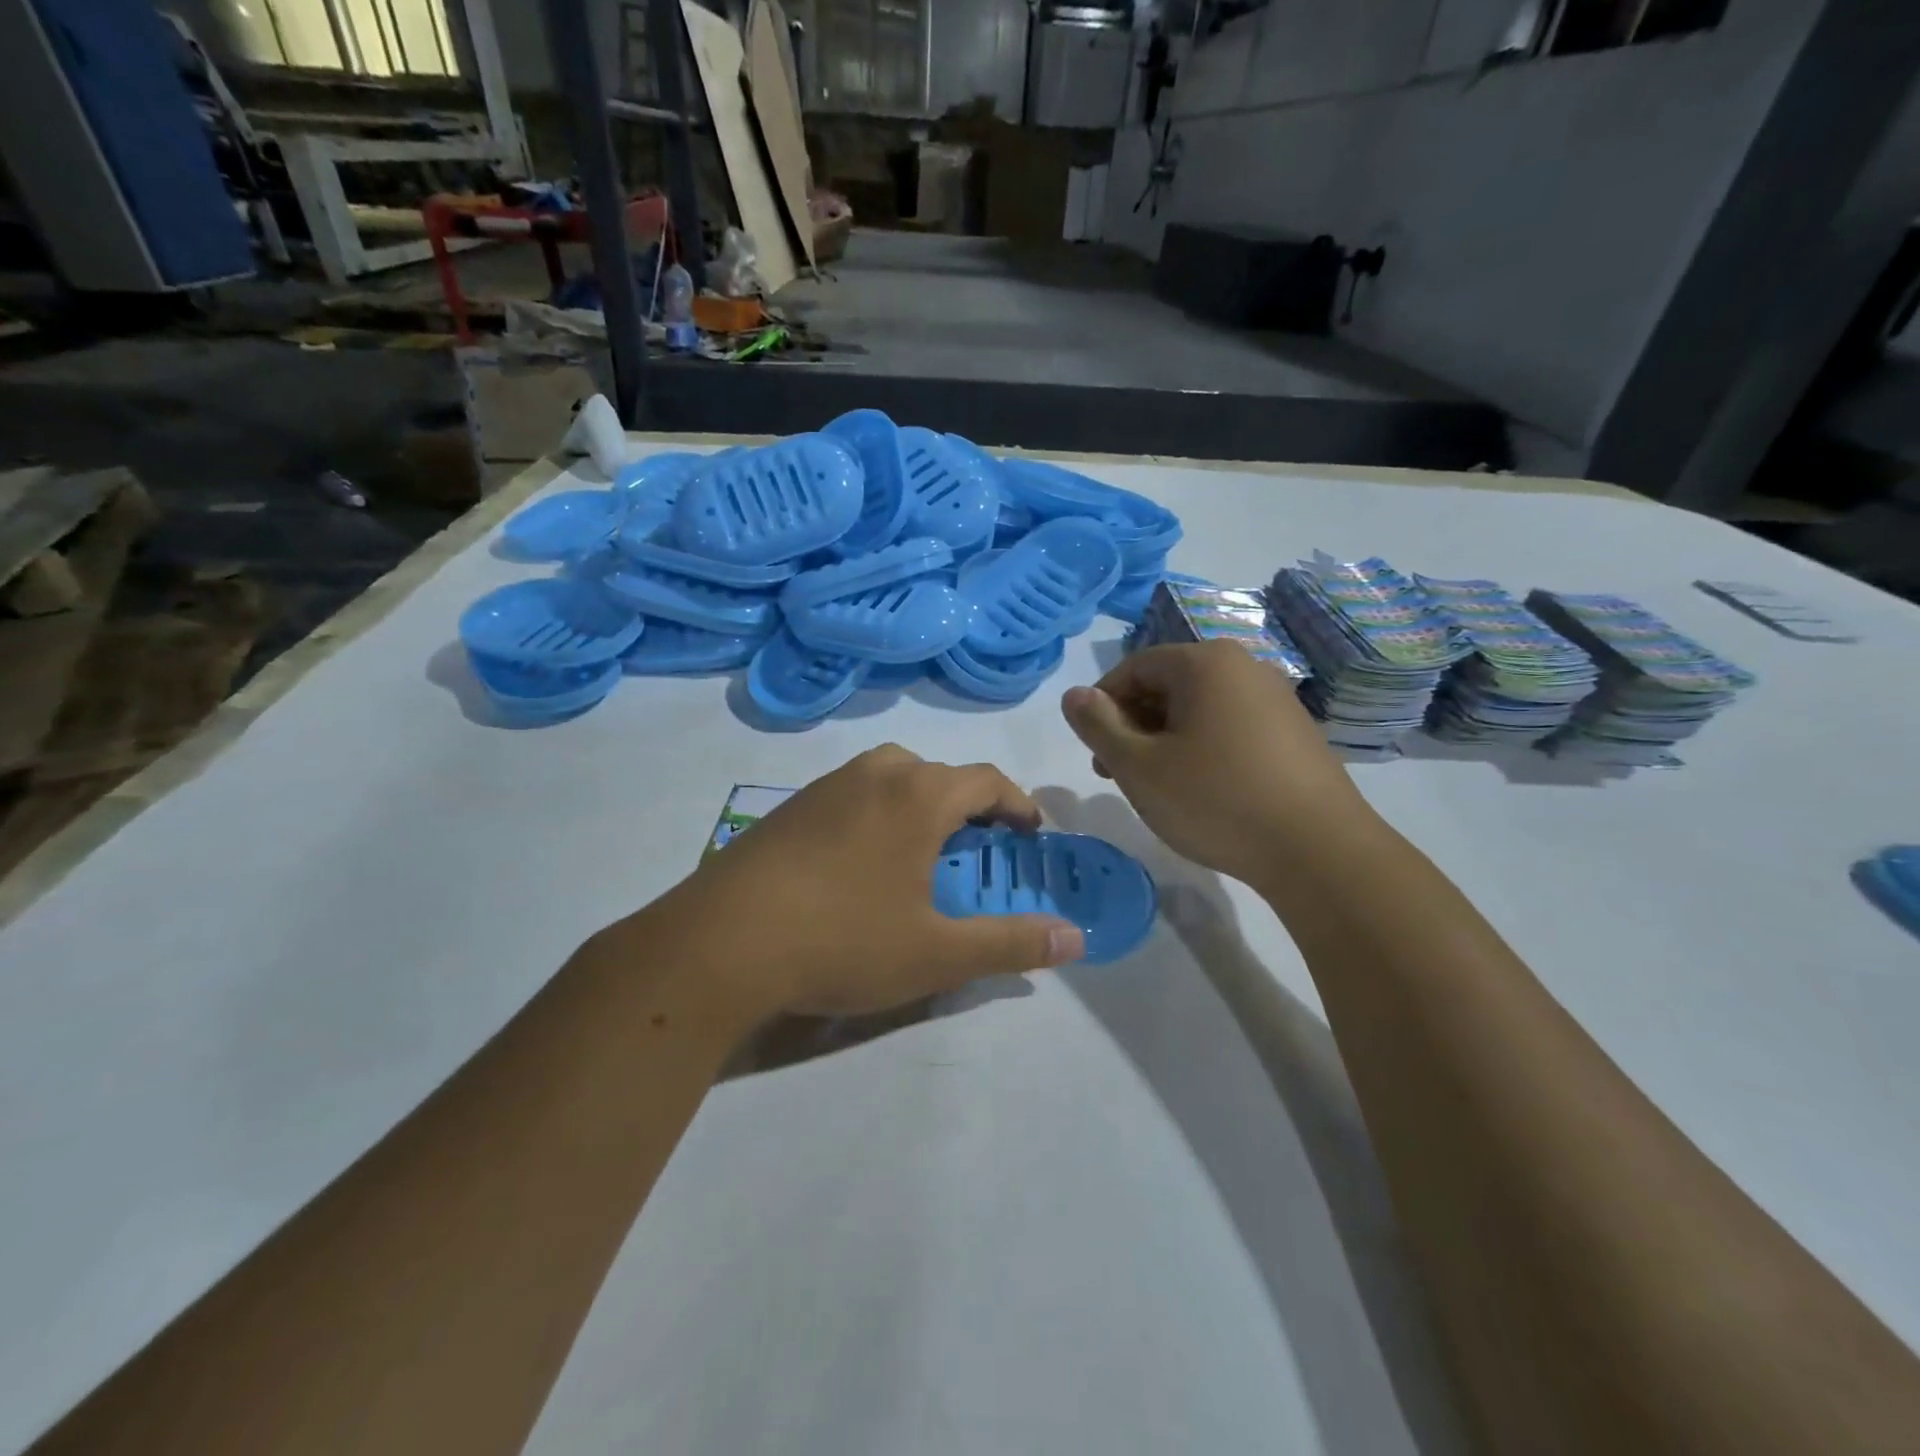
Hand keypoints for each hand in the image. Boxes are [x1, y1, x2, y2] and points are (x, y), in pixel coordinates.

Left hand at [658, 745, 1083, 1018]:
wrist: (720, 944)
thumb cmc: (843, 941)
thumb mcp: (937, 953)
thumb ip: (1011, 943)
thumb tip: (1075, 938)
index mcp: (917, 796)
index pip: (986, 780)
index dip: (1017, 804)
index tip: (1030, 834)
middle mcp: (874, 775)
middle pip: (937, 773)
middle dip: (967, 804)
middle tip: (976, 849)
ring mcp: (824, 787)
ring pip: (889, 777)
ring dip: (917, 803)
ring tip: (919, 852)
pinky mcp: (787, 809)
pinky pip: (850, 795)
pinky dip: (874, 813)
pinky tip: (858, 865)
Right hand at [1060, 640, 1370, 885]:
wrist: (1318, 850)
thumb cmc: (1215, 799)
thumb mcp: (1139, 766)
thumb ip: (1097, 726)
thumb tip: (1074, 695)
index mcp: (1205, 662)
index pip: (1135, 667)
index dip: (1102, 705)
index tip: (1094, 750)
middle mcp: (1245, 667)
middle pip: (1169, 685)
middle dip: (1134, 725)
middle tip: (1118, 773)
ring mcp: (1277, 699)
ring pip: (1200, 708)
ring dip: (1166, 740)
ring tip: (1158, 786)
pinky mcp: (1296, 733)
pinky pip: (1232, 727)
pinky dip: (1203, 748)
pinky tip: (1203, 791)